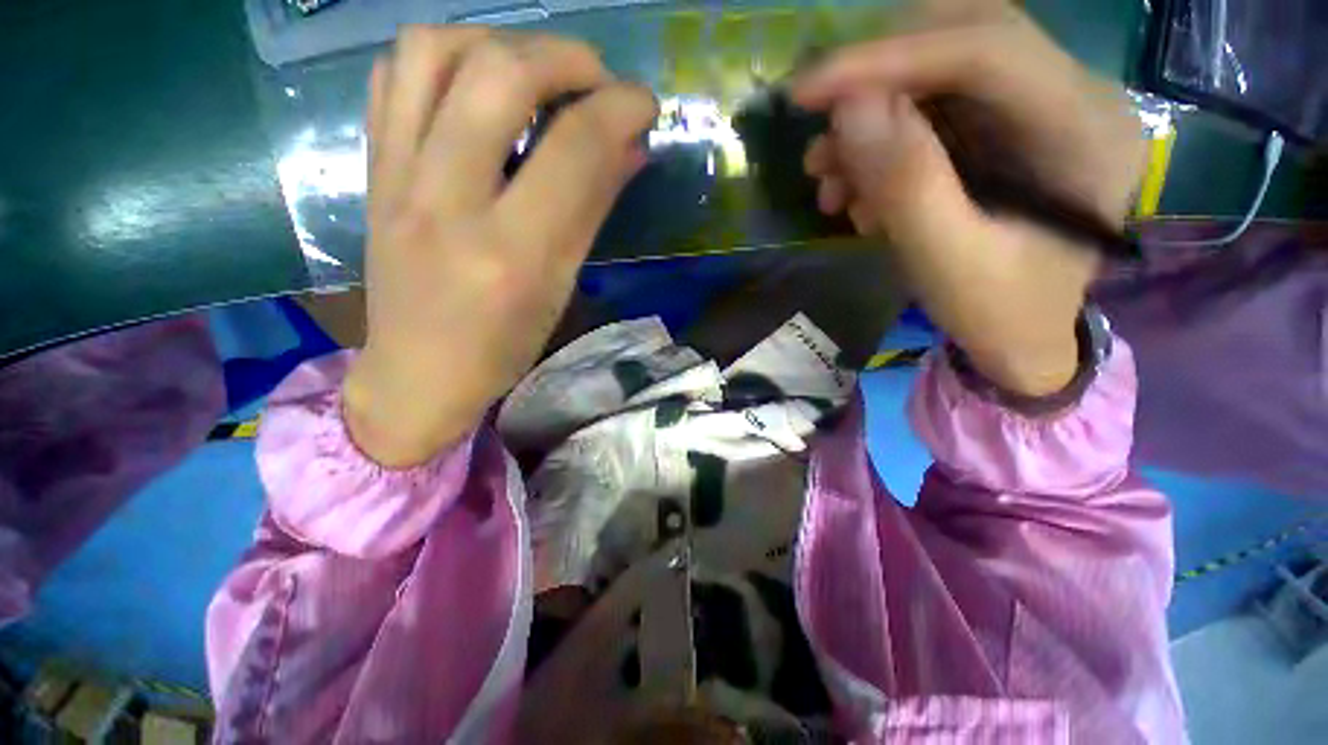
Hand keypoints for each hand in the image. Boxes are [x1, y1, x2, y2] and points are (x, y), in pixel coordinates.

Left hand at [343, 27, 656, 466]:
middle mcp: (446, 201)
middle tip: (596, 79)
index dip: (620, 109)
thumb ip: (593, 209)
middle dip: (565, 57)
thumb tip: (630, 147)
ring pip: (434, 51)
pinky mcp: (369, 169)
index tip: (644, 103)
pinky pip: (393, 76)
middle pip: (500, 75)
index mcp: (510, 252)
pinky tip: (477, 81)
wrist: (418, 372)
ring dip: (499, 40)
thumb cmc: (503, 346)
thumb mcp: (560, 287)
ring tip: (535, 68)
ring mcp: (395, 178)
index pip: (573, 150)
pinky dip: (444, 55)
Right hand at [792, 6, 1143, 396]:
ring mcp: (1037, 108)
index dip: (890, 59)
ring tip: (828, 178)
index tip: (808, 92)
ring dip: (871, 117)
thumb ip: (905, 184)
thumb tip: (848, 109)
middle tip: (819, 122)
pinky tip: (854, 188)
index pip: (988, 49)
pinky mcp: (1004, 129)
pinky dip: (880, 141)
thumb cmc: (997, 312)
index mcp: (1084, 130)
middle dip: (878, 76)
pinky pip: (933, 109)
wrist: (1021, 338)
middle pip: (964, 36)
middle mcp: (1071, 97)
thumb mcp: (946, 261)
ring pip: (941, 71)